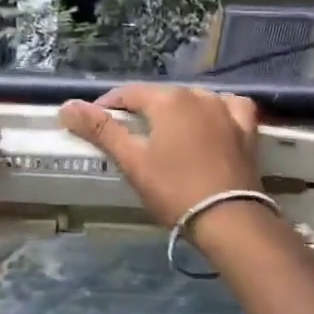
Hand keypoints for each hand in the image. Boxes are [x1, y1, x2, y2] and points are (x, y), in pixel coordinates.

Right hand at [59, 84, 260, 226]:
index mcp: (168, 100)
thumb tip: (67, 106)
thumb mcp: (132, 161)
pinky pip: (228, 109)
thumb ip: (101, 130)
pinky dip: (215, 112)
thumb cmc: (174, 190)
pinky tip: (211, 122)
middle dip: (140, 110)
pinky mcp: (247, 130)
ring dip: (176, 111)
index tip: (94, 125)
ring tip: (164, 134)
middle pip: (160, 96)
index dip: (107, 107)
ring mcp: (226, 110)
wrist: (230, 220)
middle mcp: (198, 95)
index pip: (127, 94)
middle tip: (127, 136)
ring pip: (193, 100)